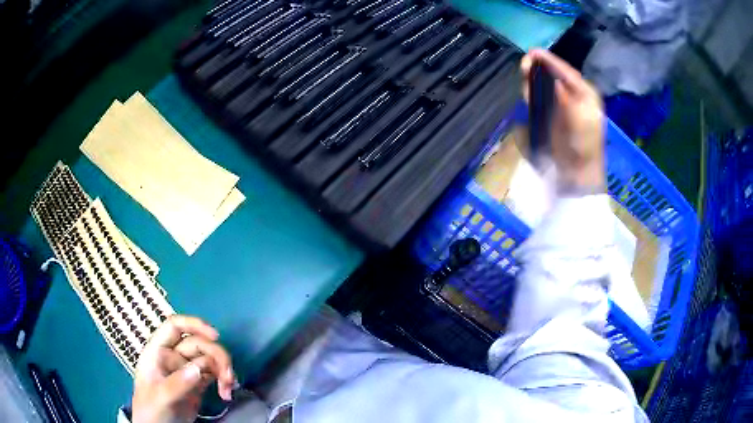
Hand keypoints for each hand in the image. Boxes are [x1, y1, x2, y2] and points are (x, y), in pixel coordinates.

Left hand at [132, 316, 235, 422]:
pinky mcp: (197, 384)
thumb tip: (198, 368)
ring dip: (223, 370)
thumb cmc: (151, 409)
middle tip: (228, 376)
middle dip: (216, 356)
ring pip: (209, 359)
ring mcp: (186, 370)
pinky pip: (214, 375)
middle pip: (198, 343)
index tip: (215, 336)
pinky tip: (226, 393)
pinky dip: (223, 381)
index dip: (194, 324)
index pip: (174, 327)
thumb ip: (177, 382)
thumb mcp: (160, 396)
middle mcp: (173, 357)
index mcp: (158, 351)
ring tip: (229, 388)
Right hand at [521, 49, 605, 192]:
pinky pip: (541, 100)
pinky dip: (533, 94)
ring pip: (546, 86)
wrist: (577, 174)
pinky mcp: (553, 117)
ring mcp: (563, 107)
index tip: (533, 53)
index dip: (550, 62)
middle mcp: (575, 97)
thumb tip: (555, 82)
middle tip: (526, 66)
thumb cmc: (583, 147)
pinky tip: (528, 93)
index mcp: (586, 95)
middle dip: (540, 70)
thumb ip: (568, 100)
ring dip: (535, 81)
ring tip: (526, 78)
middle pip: (555, 77)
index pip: (567, 72)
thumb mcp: (579, 121)